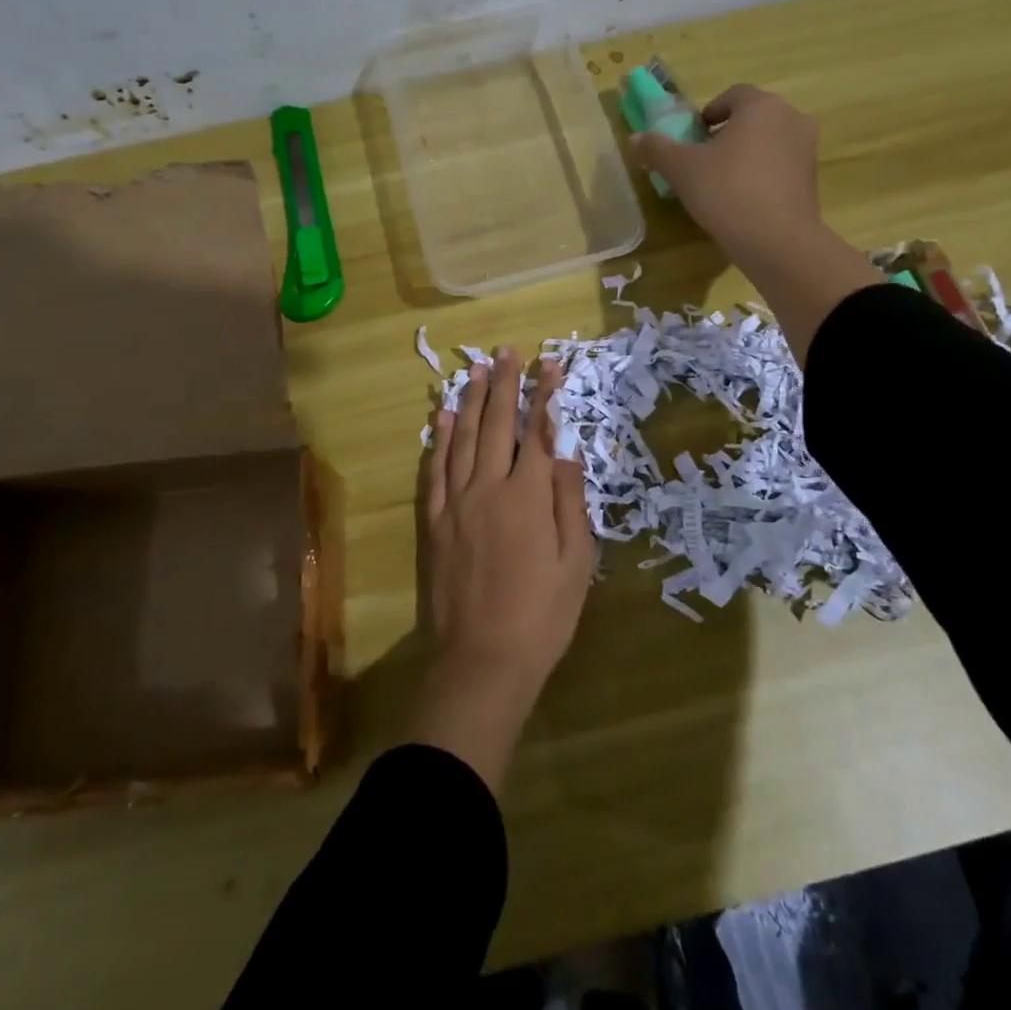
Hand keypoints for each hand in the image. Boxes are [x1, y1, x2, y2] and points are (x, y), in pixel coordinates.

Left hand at [409, 348, 593, 791]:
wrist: (482, 658)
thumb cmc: (542, 616)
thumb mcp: (576, 563)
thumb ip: (570, 503)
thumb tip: (566, 455)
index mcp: (529, 497)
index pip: (539, 432)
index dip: (545, 396)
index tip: (549, 365)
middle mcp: (489, 488)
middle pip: (497, 425)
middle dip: (504, 384)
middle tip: (506, 351)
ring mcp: (456, 503)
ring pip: (463, 439)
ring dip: (471, 401)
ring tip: (476, 370)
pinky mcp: (434, 522)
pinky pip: (435, 471)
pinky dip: (440, 441)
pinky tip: (444, 419)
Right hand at [629, 84, 879, 355]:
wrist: (776, 240)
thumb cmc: (726, 191)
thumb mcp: (681, 169)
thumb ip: (657, 149)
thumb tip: (635, 139)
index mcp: (761, 106)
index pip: (733, 95)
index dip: (709, 112)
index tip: (693, 136)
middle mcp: (791, 118)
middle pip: (753, 118)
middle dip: (728, 134)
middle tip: (703, 160)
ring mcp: (807, 149)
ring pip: (769, 142)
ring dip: (746, 154)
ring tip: (722, 183)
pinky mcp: (812, 179)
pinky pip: (781, 167)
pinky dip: (763, 175)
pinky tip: (743, 200)